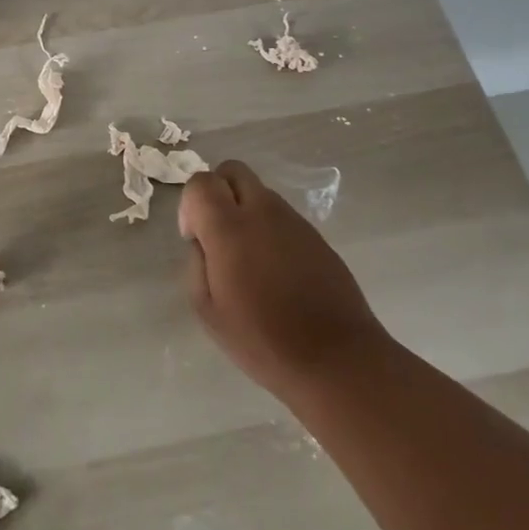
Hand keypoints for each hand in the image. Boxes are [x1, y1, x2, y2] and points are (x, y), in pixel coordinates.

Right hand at [178, 160, 386, 405]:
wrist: (337, 359)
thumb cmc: (263, 340)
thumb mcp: (207, 310)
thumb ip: (196, 263)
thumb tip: (203, 242)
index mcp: (230, 228)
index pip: (201, 181)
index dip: (191, 205)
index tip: (195, 238)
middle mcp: (263, 211)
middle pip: (232, 170)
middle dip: (218, 192)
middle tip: (218, 235)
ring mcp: (294, 220)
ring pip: (259, 192)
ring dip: (245, 210)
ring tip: (249, 260)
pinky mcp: (316, 235)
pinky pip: (282, 216)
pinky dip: (270, 229)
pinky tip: (276, 271)